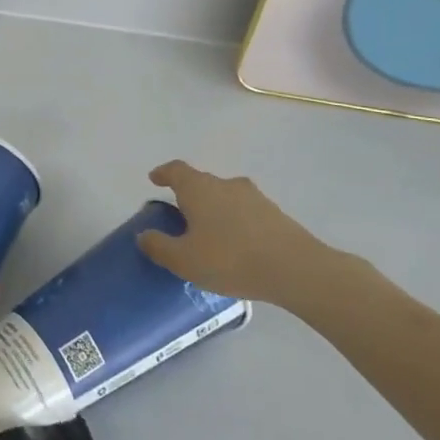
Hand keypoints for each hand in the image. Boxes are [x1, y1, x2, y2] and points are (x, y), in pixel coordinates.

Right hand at [137, 160, 346, 308]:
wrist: (296, 269)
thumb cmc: (230, 259)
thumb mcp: (184, 260)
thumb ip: (159, 246)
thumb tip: (143, 235)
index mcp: (198, 188)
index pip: (176, 170)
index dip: (163, 173)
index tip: (155, 179)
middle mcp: (225, 184)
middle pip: (201, 182)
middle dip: (189, 196)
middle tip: (181, 217)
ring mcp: (254, 197)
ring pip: (226, 197)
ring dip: (215, 210)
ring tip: (210, 235)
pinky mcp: (276, 214)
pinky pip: (246, 212)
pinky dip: (236, 222)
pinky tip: (237, 246)